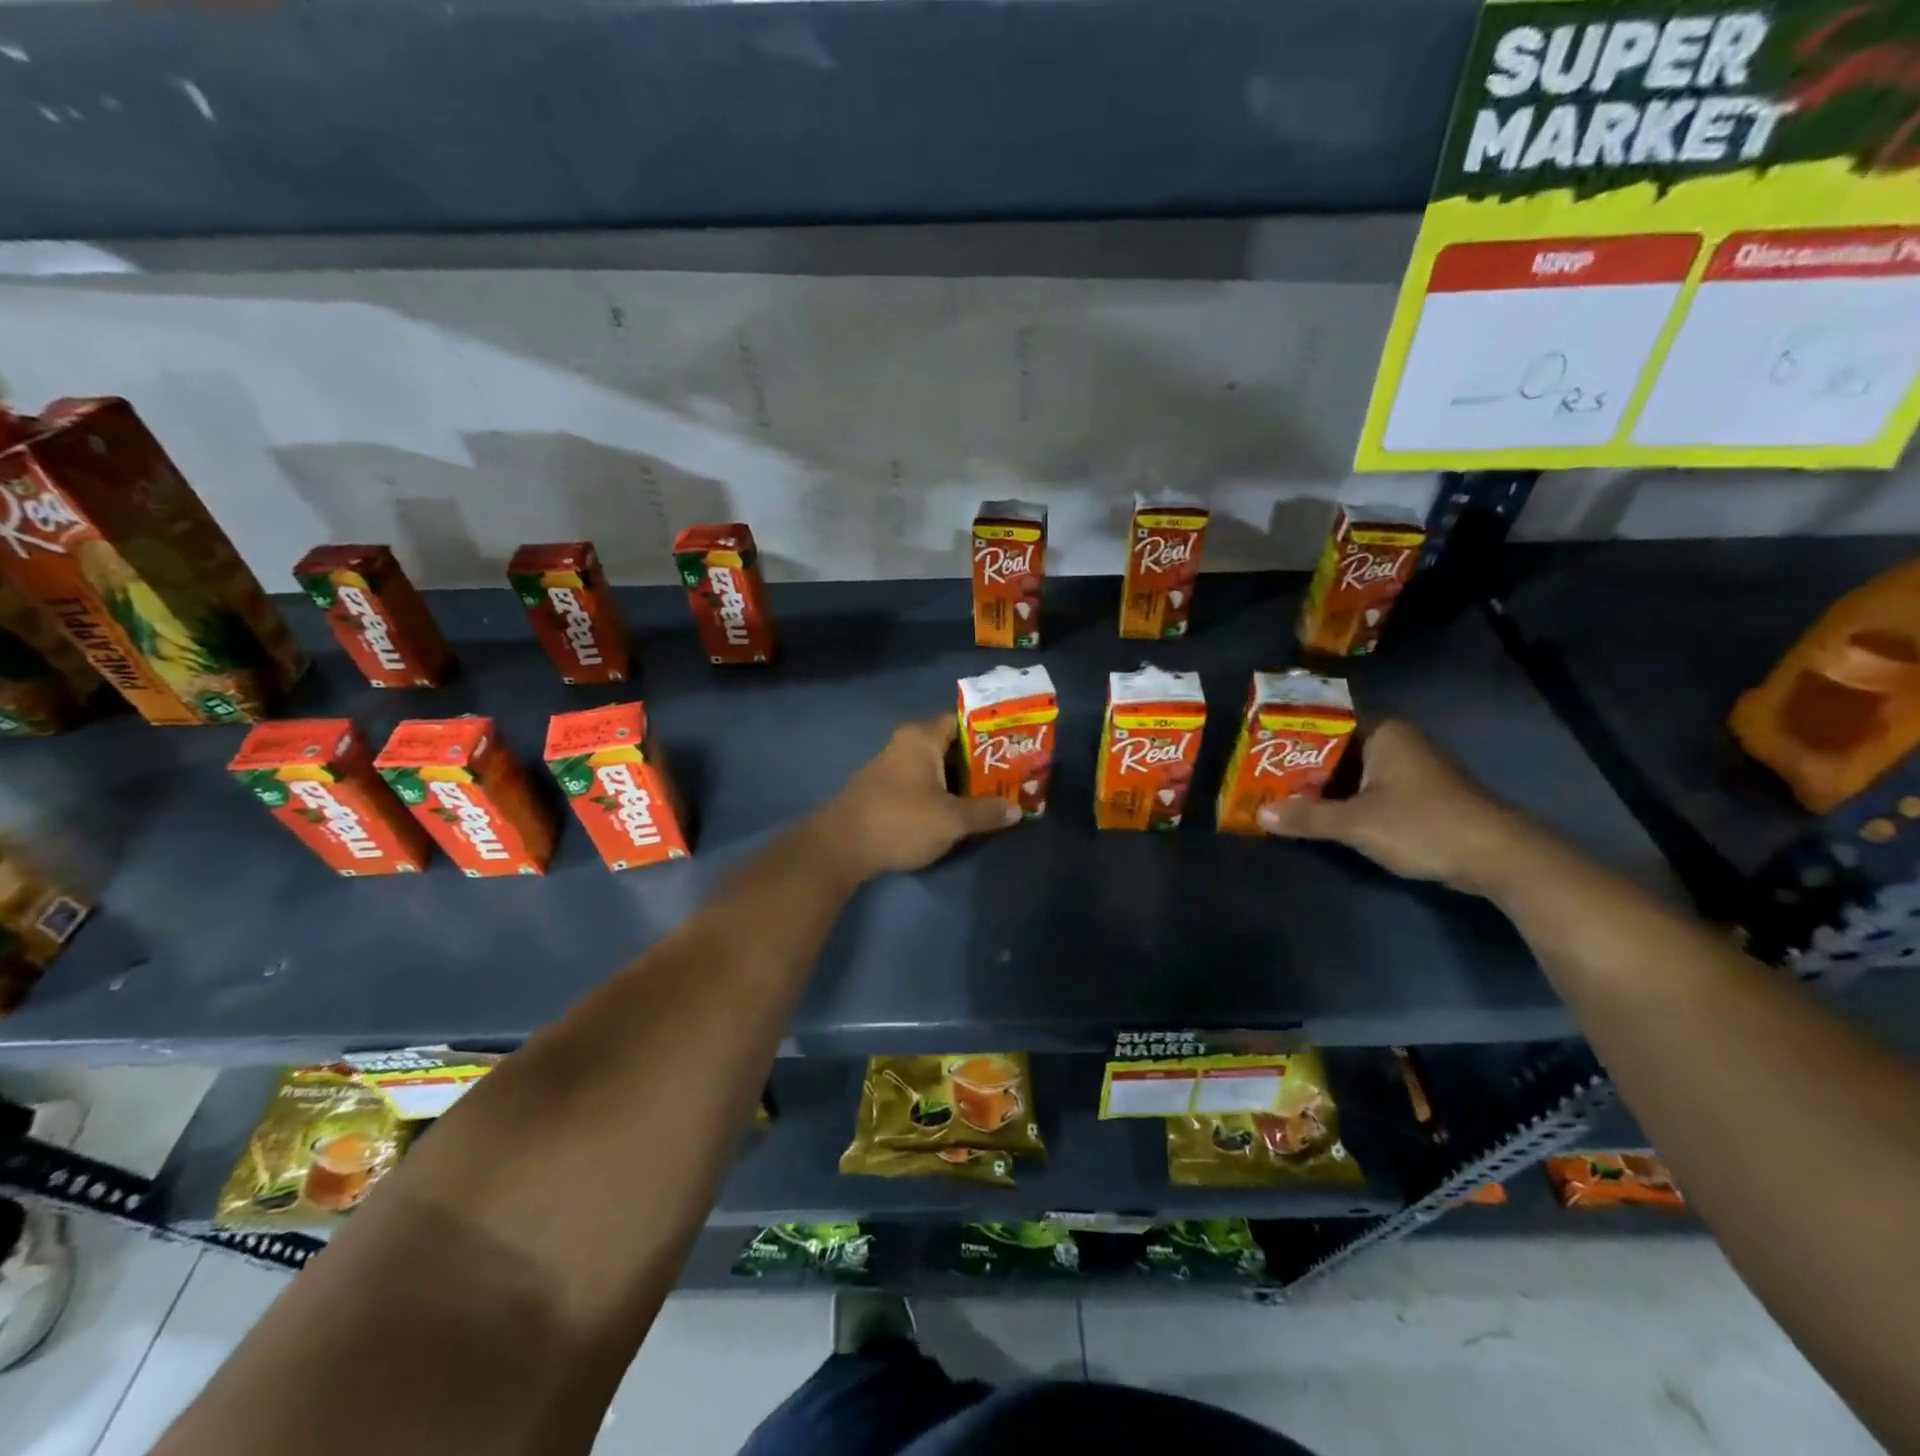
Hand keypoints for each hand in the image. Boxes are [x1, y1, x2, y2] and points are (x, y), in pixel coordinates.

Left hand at [812, 715, 1020, 881]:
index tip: (1014, 745)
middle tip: (1010, 773)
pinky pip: (921, 783)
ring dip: (960, 779)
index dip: (990, 731)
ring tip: (992, 794)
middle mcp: (905, 744)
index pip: (962, 721)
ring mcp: (890, 767)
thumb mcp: (952, 820)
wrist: (841, 848)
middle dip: (979, 760)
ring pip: (935, 766)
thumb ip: (986, 812)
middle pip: (951, 745)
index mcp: (921, 737)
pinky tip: (957, 809)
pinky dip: (940, 792)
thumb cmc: (900, 821)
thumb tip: (1017, 809)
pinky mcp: (883, 790)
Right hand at [1256, 719, 1535, 896]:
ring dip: (1320, 786)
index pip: (1326, 722)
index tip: (1259, 748)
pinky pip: (1367, 789)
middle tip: (1260, 776)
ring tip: (1278, 796)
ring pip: (1351, 771)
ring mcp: (1409, 769)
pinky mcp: (1417, 795)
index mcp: (1384, 733)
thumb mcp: (1357, 823)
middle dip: (1300, 765)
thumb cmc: (1424, 825)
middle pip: (1336, 748)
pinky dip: (1342, 800)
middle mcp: (1397, 743)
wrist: (1499, 858)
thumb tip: (1260, 814)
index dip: (1291, 735)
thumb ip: (1307, 817)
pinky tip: (1318, 814)